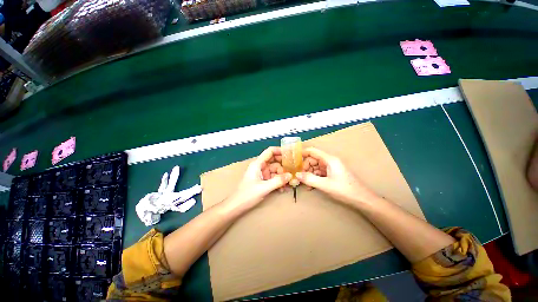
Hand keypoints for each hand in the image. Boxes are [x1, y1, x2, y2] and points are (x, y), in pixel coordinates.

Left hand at [227, 147, 291, 210]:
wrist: (237, 206)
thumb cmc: (247, 195)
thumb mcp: (264, 188)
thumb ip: (278, 181)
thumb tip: (290, 175)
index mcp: (258, 164)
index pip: (270, 151)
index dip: (280, 150)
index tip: (290, 154)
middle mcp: (260, 167)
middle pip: (274, 161)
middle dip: (284, 166)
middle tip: (294, 171)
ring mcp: (262, 174)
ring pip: (275, 171)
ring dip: (282, 176)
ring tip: (290, 183)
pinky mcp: (263, 181)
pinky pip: (273, 178)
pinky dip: (278, 182)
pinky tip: (283, 189)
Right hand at [296, 147, 378, 205]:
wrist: (361, 199)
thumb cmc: (344, 190)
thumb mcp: (325, 185)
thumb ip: (309, 179)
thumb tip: (297, 175)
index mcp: (329, 160)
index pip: (312, 151)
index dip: (302, 153)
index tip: (293, 159)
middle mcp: (329, 161)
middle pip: (312, 160)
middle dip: (305, 167)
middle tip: (299, 176)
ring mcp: (330, 168)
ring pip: (315, 167)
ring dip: (308, 174)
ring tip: (304, 183)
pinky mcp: (331, 174)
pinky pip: (319, 173)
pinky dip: (313, 178)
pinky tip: (310, 186)